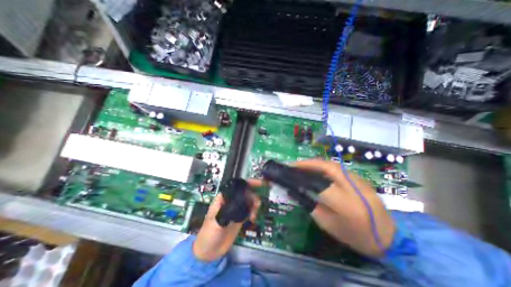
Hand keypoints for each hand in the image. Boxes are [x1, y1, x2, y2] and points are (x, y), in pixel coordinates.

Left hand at [194, 190, 260, 261]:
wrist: (210, 252)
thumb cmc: (208, 234)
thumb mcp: (214, 222)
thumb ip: (226, 212)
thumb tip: (238, 203)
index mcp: (224, 198)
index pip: (237, 186)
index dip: (248, 183)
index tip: (260, 183)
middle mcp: (231, 201)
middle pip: (246, 192)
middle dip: (253, 196)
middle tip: (257, 204)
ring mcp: (236, 209)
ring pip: (249, 201)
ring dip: (254, 205)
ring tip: (253, 214)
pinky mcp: (240, 217)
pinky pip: (250, 210)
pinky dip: (254, 212)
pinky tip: (253, 218)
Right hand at [251, 159, 393, 256]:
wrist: (389, 237)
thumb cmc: (354, 235)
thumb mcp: (327, 224)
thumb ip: (310, 205)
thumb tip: (296, 190)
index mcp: (345, 204)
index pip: (319, 183)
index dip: (303, 175)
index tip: (290, 171)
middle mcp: (353, 187)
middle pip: (328, 167)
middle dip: (309, 163)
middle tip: (295, 164)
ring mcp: (359, 180)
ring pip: (333, 165)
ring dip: (315, 163)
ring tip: (303, 165)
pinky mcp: (360, 178)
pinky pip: (338, 168)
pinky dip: (324, 166)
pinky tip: (316, 169)